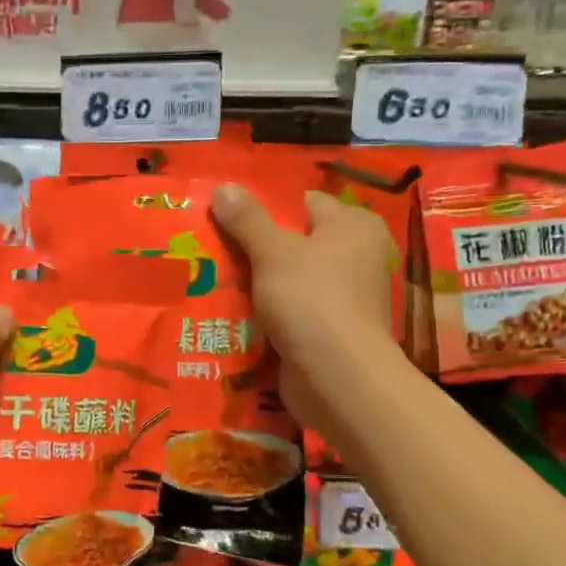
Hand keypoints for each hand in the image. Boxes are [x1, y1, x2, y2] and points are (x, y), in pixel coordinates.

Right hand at [212, 184, 395, 441]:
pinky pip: (289, 313)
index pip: (303, 203)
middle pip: (293, 243)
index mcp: (353, 226)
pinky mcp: (328, 331)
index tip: (224, 218)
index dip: (263, 208)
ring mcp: (344, 297)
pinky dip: (265, 315)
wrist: (337, 378)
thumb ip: (247, 219)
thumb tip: (224, 187)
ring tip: (210, 280)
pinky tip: (229, 315)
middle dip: (253, 249)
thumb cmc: (311, 300)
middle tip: (210, 249)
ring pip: (287, 281)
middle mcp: (356, 257)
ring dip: (255, 285)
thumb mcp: (273, 252)